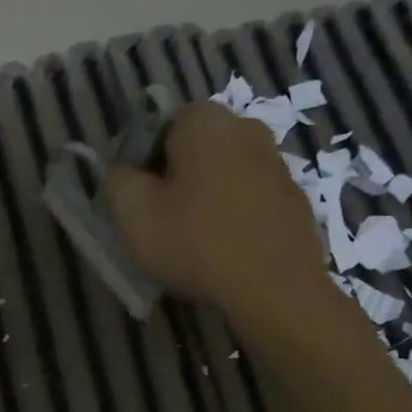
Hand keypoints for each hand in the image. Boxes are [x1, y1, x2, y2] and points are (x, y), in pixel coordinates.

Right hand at [104, 101, 335, 324]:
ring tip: (191, 240)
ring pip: (224, 173)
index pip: (160, 125)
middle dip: (174, 176)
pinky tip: (223, 250)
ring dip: (205, 197)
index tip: (136, 197)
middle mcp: (247, 129)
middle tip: (159, 219)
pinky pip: (249, 199)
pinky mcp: (295, 199)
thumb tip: (123, 172)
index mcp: (205, 122)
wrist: (276, 289)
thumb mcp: (133, 213)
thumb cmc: (196, 242)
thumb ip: (117, 180)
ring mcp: (277, 164)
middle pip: (195, 149)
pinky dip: (233, 216)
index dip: (141, 160)